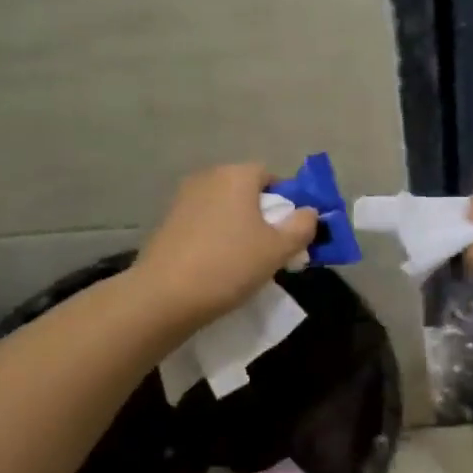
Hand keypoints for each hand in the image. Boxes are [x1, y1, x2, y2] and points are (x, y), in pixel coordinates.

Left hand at [132, 164, 318, 330]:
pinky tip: (217, 265)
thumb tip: (309, 212)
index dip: (286, 201)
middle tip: (272, 247)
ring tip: (245, 260)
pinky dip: (215, 237)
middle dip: (262, 214)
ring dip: (238, 227)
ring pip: (224, 208)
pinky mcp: (167, 222)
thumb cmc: (229, 265)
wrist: (164, 296)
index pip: (270, 176)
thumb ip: (302, 226)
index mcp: (236, 175)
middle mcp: (208, 178)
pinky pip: (203, 223)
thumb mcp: (278, 249)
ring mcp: (183, 199)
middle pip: (246, 191)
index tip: (291, 230)